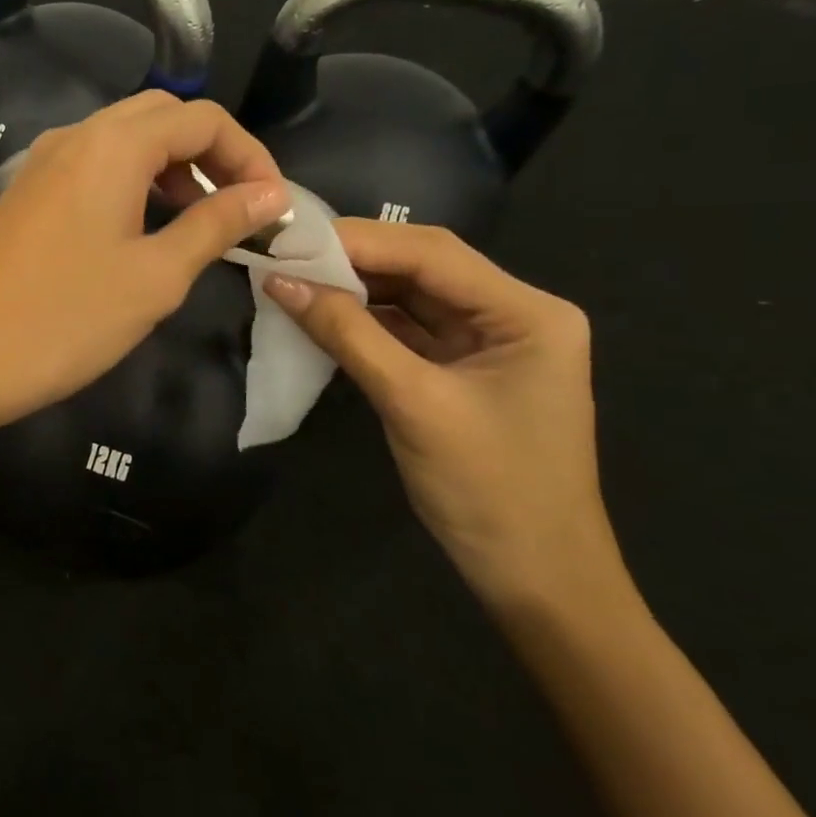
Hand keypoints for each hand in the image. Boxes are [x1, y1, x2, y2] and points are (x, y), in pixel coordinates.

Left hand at [0, 92, 290, 434]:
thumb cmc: (64, 318)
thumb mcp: (155, 275)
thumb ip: (215, 225)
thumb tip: (270, 195)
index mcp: (113, 144)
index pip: (203, 118)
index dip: (250, 157)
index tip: (273, 209)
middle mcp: (76, 137)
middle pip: (162, 117)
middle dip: (210, 156)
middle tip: (236, 211)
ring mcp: (43, 164)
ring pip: (124, 142)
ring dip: (171, 170)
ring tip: (196, 227)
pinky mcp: (27, 195)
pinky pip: (93, 168)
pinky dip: (132, 185)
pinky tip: (141, 234)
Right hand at [265, 221, 623, 610]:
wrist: (534, 577)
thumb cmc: (488, 490)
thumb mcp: (412, 404)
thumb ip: (348, 335)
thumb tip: (281, 282)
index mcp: (527, 313)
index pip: (432, 254)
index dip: (357, 241)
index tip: (289, 239)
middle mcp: (512, 313)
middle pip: (422, 267)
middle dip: (352, 259)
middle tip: (284, 254)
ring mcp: (487, 341)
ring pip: (409, 295)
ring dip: (352, 288)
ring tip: (291, 279)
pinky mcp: (461, 368)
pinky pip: (405, 330)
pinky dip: (362, 321)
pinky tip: (320, 313)